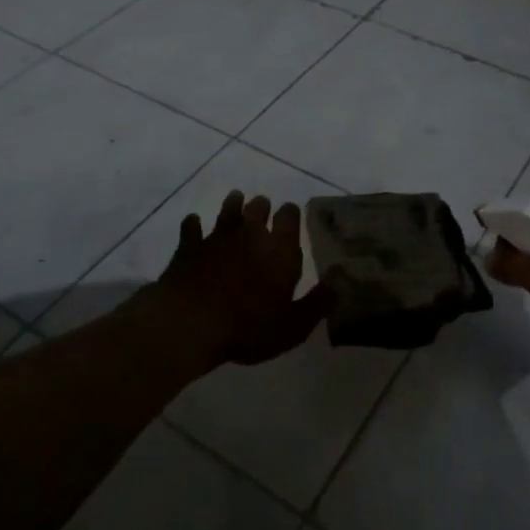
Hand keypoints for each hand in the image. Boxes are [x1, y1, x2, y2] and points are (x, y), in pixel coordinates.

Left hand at [154, 191, 324, 365]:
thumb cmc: (248, 328)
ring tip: (235, 201)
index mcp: (279, 249)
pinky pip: (191, 227)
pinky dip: (194, 225)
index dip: (290, 214)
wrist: (190, 323)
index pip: (290, 217)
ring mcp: (217, 236)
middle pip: (258, 207)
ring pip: (228, 210)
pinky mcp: (189, 245)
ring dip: (233, 205)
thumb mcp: (292, 326)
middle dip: (262, 207)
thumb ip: (317, 303)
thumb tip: (340, 282)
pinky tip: (193, 224)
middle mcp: (249, 234)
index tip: (290, 216)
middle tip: (262, 210)